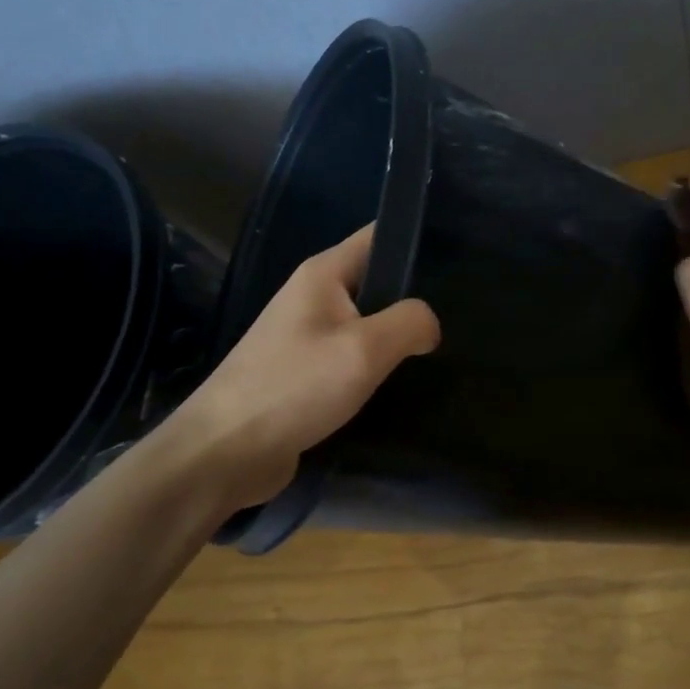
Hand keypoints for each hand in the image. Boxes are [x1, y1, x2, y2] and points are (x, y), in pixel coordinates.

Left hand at [161, 226, 440, 512]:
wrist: (226, 451)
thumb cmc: (294, 387)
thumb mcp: (364, 349)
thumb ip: (409, 323)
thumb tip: (429, 325)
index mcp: (322, 274)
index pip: (378, 237)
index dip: (417, 239)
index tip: (461, 258)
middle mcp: (313, 297)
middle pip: (376, 282)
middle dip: (416, 296)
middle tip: (463, 313)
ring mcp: (307, 337)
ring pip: (367, 324)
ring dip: (398, 337)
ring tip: (443, 348)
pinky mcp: (306, 374)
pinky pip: (353, 358)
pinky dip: (378, 367)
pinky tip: (406, 382)